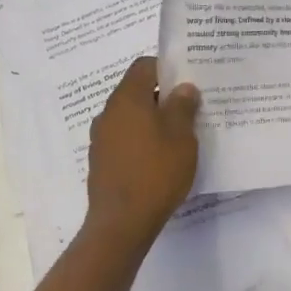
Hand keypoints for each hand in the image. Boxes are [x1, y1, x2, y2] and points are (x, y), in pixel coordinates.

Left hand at [84, 57, 200, 258]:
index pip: (144, 66)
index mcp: (127, 99)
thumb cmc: (156, 172)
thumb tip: (183, 88)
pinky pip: (124, 138)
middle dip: (162, 96)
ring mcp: (101, 138)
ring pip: (130, 117)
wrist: (122, 223)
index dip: (166, 68)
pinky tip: (160, 158)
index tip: (188, 80)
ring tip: (178, 135)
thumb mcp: (181, 137)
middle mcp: (109, 113)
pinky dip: (141, 140)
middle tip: (189, 108)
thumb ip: (183, 106)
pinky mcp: (101, 161)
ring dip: (152, 120)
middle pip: (136, 91)